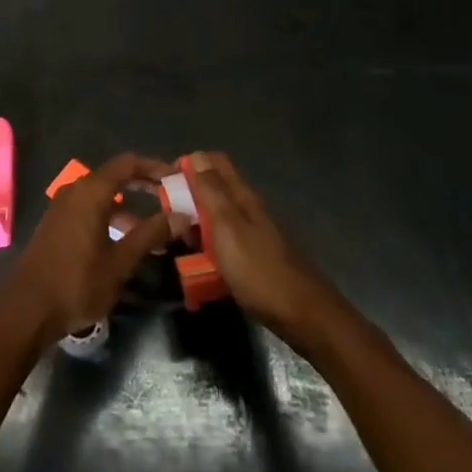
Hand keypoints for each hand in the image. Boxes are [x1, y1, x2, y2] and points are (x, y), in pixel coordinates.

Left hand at [0, 153, 174, 343]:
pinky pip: (89, 210)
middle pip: (114, 177)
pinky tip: (125, 243)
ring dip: (128, 207)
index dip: (153, 167)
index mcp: (90, 192)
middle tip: (170, 199)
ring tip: (155, 231)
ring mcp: (62, 208)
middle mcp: (75, 191)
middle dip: (143, 186)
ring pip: (102, 196)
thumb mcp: (120, 262)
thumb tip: (181, 216)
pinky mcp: (57, 225)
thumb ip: (150, 235)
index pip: (127, 164)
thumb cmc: (77, 283)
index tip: (177, 176)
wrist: (27, 309)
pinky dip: (110, 217)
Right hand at [185, 152, 342, 349]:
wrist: (305, 316)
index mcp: (242, 197)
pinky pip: (225, 243)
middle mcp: (249, 209)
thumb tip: (195, 155)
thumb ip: (211, 191)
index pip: (215, 163)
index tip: (166, 181)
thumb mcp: (227, 227)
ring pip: (218, 218)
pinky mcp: (257, 259)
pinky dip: (209, 247)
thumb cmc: (260, 270)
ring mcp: (255, 235)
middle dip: (189, 197)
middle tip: (166, 215)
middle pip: (215, 190)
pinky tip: (200, 264)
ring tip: (178, 241)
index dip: (190, 165)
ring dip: (197, 224)